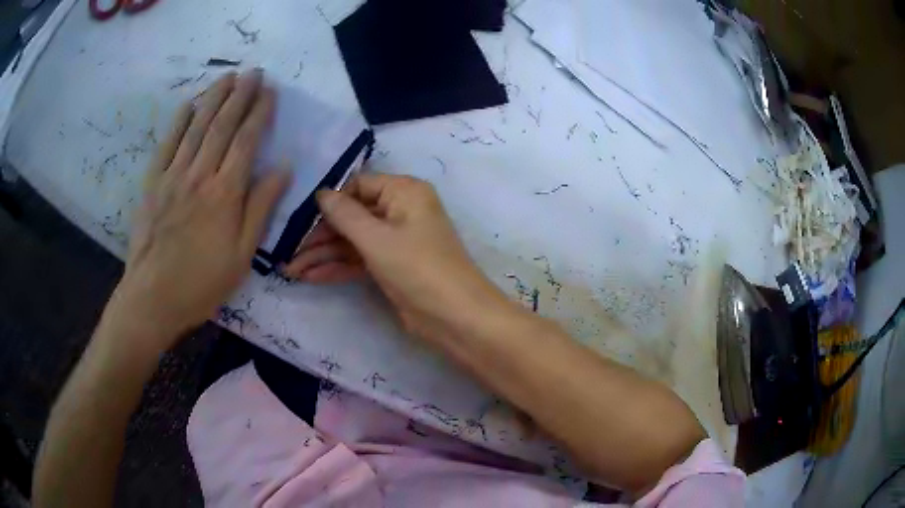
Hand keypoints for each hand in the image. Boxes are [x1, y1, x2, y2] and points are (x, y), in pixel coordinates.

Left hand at [106, 70, 288, 350]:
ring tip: (227, 77)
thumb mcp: (242, 254)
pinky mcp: (153, 183)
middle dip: (240, 95)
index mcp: (225, 193)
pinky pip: (167, 144)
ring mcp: (173, 176)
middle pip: (222, 125)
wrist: (153, 298)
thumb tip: (283, 168)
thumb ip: (261, 208)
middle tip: (253, 72)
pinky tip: (188, 104)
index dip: (260, 112)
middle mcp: (200, 174)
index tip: (270, 91)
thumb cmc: (202, 282)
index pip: (247, 140)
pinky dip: (178, 121)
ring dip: (213, 98)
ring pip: (196, 127)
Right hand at [284, 173, 509, 342]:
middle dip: (320, 235)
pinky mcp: (392, 266)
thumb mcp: (377, 238)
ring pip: (352, 241)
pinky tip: (309, 277)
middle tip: (288, 251)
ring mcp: (396, 240)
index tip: (298, 218)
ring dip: (323, 255)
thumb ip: (345, 214)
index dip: (329, 201)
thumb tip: (321, 193)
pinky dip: (337, 268)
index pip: (358, 186)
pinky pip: (359, 260)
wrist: (455, 318)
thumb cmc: (418, 268)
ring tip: (290, 270)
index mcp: (404, 192)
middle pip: (352, 216)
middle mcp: (400, 211)